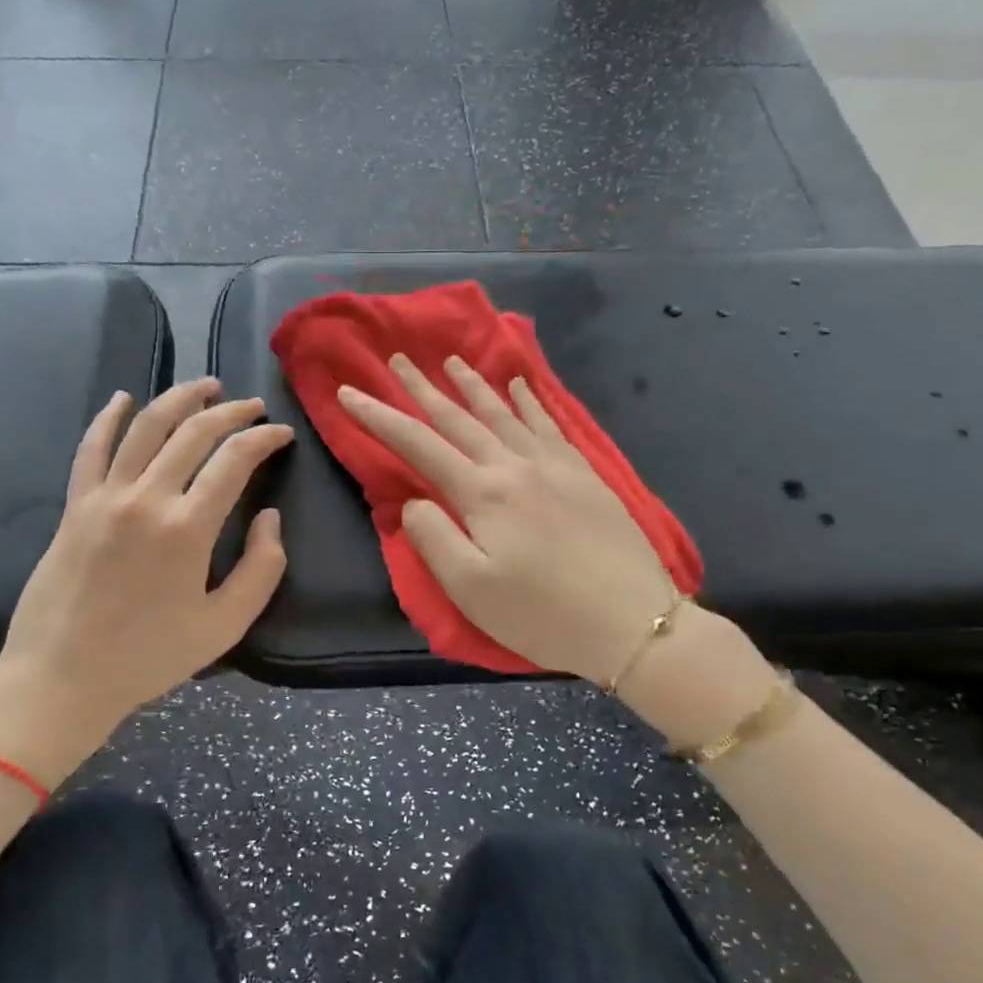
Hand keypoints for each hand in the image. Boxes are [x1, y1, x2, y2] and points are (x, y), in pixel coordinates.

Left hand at [0, 379, 291, 786]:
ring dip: (178, 399)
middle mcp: (145, 499)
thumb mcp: (224, 626)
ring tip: (205, 387)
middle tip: (253, 407)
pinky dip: (108, 418)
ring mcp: (104, 498)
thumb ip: (262, 569)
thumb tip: (270, 517)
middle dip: (230, 412)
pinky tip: (122, 398)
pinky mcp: (75, 506)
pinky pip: (91, 448)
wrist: (62, 678)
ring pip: (144, 427)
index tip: (282, 434)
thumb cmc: (149, 658)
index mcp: (187, 529)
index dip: (264, 439)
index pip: (234, 460)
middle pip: (193, 432)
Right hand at [338, 355, 677, 687]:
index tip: (349, 392)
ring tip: (452, 360)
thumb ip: (433, 538)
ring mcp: (555, 465)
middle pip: (459, 418)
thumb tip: (414, 500)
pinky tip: (521, 386)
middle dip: (422, 387)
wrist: (634, 623)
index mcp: (482, 493)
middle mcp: (515, 466)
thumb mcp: (470, 589)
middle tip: (397, 358)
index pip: (418, 444)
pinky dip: (529, 400)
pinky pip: (549, 424)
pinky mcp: (586, 474)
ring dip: (473, 385)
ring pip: (504, 413)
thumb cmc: (542, 614)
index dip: (379, 416)